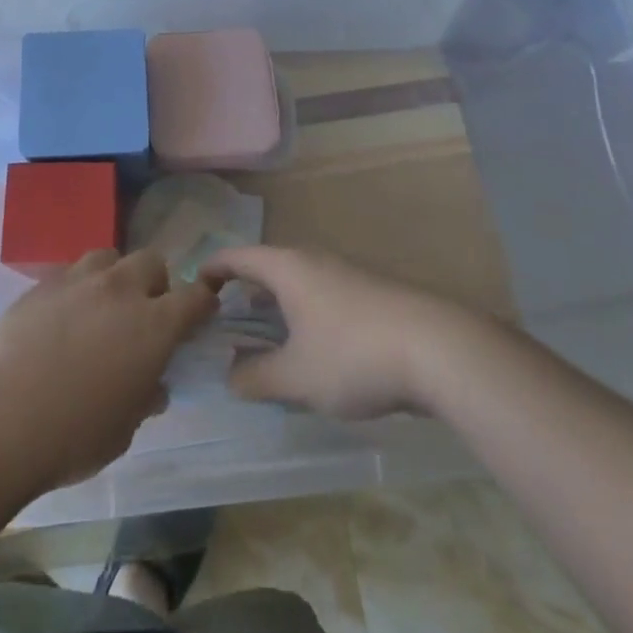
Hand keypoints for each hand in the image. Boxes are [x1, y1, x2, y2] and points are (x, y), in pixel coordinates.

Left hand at [0, 250, 217, 489]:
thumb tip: (152, 386)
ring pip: (109, 257)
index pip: (194, 297)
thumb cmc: (76, 433)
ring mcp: (80, 280)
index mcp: (153, 325)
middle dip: (154, 282)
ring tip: (101, 306)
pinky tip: (62, 317)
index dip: (202, 302)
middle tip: (143, 313)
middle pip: (151, 262)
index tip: (201, 312)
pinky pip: (71, 273)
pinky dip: (77, 289)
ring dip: (114, 277)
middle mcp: (121, 290)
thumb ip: (144, 397)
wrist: (5, 417)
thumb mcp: (125, 428)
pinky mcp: (44, 283)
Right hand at [200, 246, 481, 419]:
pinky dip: (305, 314)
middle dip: (245, 291)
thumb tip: (231, 376)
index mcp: (287, 268)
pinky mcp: (371, 292)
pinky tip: (314, 349)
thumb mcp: (297, 377)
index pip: (237, 256)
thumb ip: (257, 377)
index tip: (194, 287)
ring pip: (299, 282)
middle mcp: (313, 260)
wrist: (438, 348)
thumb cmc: (353, 355)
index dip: (213, 268)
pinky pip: (323, 295)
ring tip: (266, 337)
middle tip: (226, 320)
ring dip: (278, 305)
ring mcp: (346, 273)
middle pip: (268, 266)